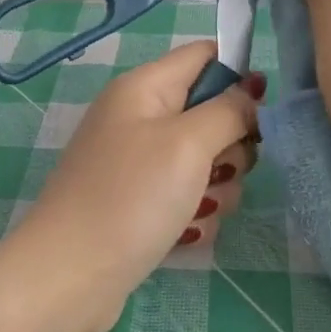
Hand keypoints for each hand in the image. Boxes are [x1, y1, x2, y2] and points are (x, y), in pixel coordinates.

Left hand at [7, 41, 261, 331]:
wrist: (70, 276)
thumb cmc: (131, 197)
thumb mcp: (188, 144)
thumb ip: (228, 110)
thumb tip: (253, 88)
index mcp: (145, 87)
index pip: (205, 55)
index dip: (239, 76)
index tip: (260, 113)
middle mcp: (140, 118)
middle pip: (211, 112)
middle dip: (229, 146)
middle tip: (219, 170)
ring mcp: (139, 163)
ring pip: (206, 161)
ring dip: (216, 188)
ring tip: (197, 209)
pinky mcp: (140, 203)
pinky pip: (187, 196)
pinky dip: (194, 215)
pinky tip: (182, 234)